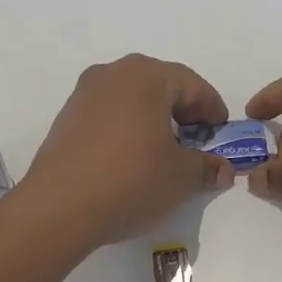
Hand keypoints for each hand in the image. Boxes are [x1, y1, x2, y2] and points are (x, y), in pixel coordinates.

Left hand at [19, 55, 233, 254]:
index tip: (222, 134)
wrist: (58, 208)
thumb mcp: (181, 177)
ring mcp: (85, 93)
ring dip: (154, 119)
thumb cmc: (131, 181)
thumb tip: (223, 169)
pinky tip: (132, 157)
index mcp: (147, 76)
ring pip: (132, 98)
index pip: (192, 85)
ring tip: (165, 151)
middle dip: (183, 112)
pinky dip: (128, 127)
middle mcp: (113, 73)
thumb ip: (207, 167)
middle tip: (197, 141)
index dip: (213, 110)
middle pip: (161, 85)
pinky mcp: (66, 117)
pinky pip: (109, 113)